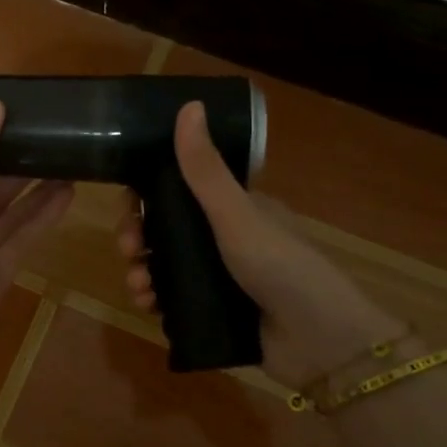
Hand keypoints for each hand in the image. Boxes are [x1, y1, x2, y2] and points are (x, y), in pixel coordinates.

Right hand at [117, 101, 406, 387]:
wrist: (319, 342)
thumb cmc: (280, 266)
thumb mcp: (237, 214)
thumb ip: (206, 169)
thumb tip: (188, 105)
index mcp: (235, 207)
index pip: (180, 189)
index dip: (147, 195)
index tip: (127, 205)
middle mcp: (226, 238)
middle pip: (166, 229)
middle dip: (138, 237)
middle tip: (128, 250)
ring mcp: (221, 277)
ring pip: (166, 266)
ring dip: (142, 271)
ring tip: (138, 286)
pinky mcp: (216, 312)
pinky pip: (174, 300)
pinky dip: (155, 299)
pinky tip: (147, 306)